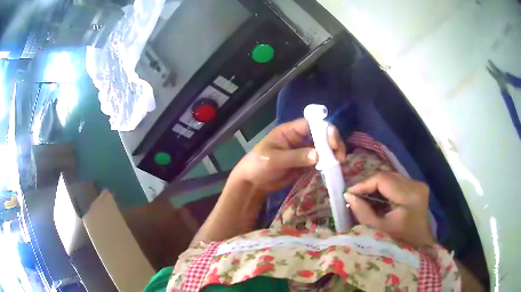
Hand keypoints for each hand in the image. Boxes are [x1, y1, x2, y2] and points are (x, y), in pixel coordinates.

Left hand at [231, 118, 345, 193]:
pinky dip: (328, 165)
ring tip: (339, 164)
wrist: (253, 183)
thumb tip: (318, 155)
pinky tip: (334, 170)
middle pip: (322, 135)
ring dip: (333, 155)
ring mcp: (304, 151)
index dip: (325, 130)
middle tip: (340, 157)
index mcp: (291, 131)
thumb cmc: (257, 165)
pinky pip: (321, 162)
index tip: (333, 143)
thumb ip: (295, 157)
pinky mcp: (306, 164)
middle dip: (333, 143)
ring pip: (324, 149)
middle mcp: (300, 138)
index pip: (312, 124)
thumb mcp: (273, 160)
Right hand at [345, 172, 435, 247]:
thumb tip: (349, 195)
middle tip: (355, 197)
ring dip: (376, 187)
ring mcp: (418, 185)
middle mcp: (415, 184)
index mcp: (409, 195)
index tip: (349, 193)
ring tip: (364, 199)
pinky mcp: (417, 187)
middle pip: (387, 176)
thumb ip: (363, 212)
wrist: (420, 246)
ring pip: (390, 178)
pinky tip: (377, 200)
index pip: (382, 179)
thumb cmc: (399, 242)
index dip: (363, 184)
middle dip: (369, 185)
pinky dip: (384, 190)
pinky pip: (396, 183)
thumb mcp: (378, 230)